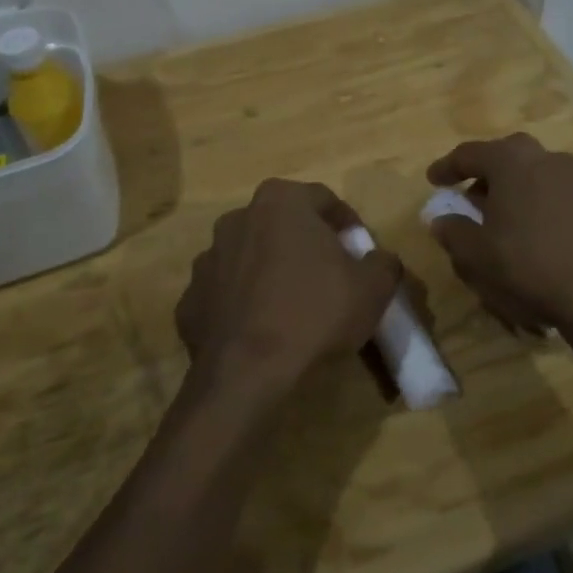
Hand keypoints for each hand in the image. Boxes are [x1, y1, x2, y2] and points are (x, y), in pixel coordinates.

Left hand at [174, 179, 399, 406]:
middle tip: (329, 276)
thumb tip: (380, 260)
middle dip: (305, 244)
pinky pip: (225, 294)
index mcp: (280, 202)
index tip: (360, 252)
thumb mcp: (373, 287)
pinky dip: (242, 305)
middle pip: (282, 224)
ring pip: (249, 256)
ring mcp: (207, 259)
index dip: (347, 224)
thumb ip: (383, 262)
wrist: (248, 372)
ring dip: (270, 271)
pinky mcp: (189, 300)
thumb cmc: (316, 313)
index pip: (324, 199)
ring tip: (293, 307)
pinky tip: (261, 331)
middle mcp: (238, 218)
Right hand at [425, 134, 572, 344]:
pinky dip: (536, 200)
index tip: (433, 180)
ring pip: (532, 171)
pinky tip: (531, 229)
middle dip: (484, 172)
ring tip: (500, 215)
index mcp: (510, 160)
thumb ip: (453, 231)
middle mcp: (543, 158)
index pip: (469, 154)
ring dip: (512, 186)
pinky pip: (553, 190)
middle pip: (505, 154)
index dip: (447, 167)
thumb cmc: (527, 264)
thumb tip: (442, 220)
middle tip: (469, 195)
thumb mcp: (476, 254)